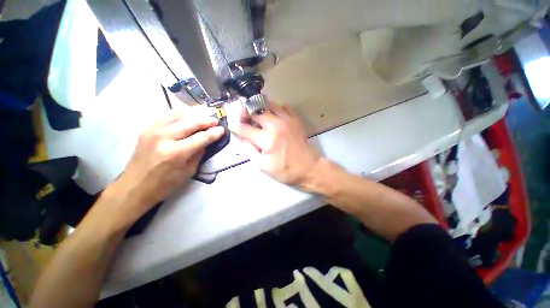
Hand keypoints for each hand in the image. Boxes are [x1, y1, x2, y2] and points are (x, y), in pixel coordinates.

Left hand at [108, 109, 224, 223]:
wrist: (134, 187)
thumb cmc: (164, 184)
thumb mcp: (188, 172)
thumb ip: (199, 154)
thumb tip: (206, 141)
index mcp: (176, 153)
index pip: (201, 137)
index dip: (214, 133)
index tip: (222, 129)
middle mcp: (164, 138)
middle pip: (191, 123)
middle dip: (206, 121)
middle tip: (215, 121)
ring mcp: (153, 131)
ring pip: (178, 115)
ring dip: (193, 115)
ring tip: (202, 118)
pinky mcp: (146, 130)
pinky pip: (165, 116)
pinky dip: (179, 116)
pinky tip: (186, 119)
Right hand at [230, 103, 320, 185]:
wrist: (309, 168)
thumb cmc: (286, 170)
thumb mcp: (263, 166)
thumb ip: (250, 150)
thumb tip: (243, 138)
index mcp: (267, 139)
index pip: (244, 128)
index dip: (235, 126)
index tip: (233, 126)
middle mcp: (276, 125)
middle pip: (255, 111)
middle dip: (245, 114)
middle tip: (244, 120)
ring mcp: (287, 120)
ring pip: (268, 104)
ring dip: (259, 109)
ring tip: (257, 117)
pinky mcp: (295, 119)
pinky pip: (283, 106)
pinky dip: (274, 109)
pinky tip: (272, 116)